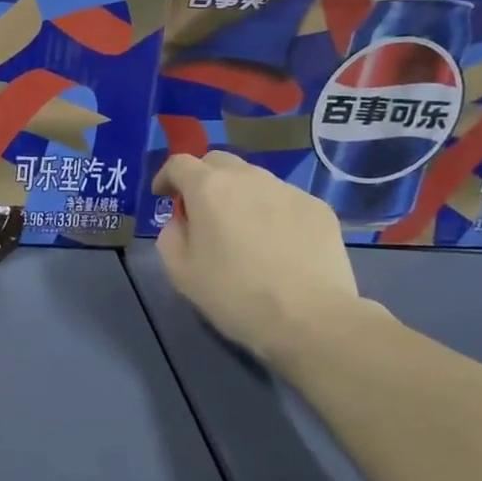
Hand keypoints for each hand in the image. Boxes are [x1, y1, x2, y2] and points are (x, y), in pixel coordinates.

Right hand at [152, 152, 361, 364]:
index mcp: (209, 188)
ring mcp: (288, 190)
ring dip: (240, 195)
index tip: (162, 196)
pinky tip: (278, 244)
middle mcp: (248, 177)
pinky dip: (272, 212)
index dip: (166, 176)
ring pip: (254, 180)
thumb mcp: (180, 273)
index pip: (179, 163)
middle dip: (203, 178)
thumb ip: (171, 236)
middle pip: (218, 161)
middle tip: (201, 209)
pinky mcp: (319, 208)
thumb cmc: (235, 295)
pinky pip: (285, 200)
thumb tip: (182, 223)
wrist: (311, 319)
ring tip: (243, 229)